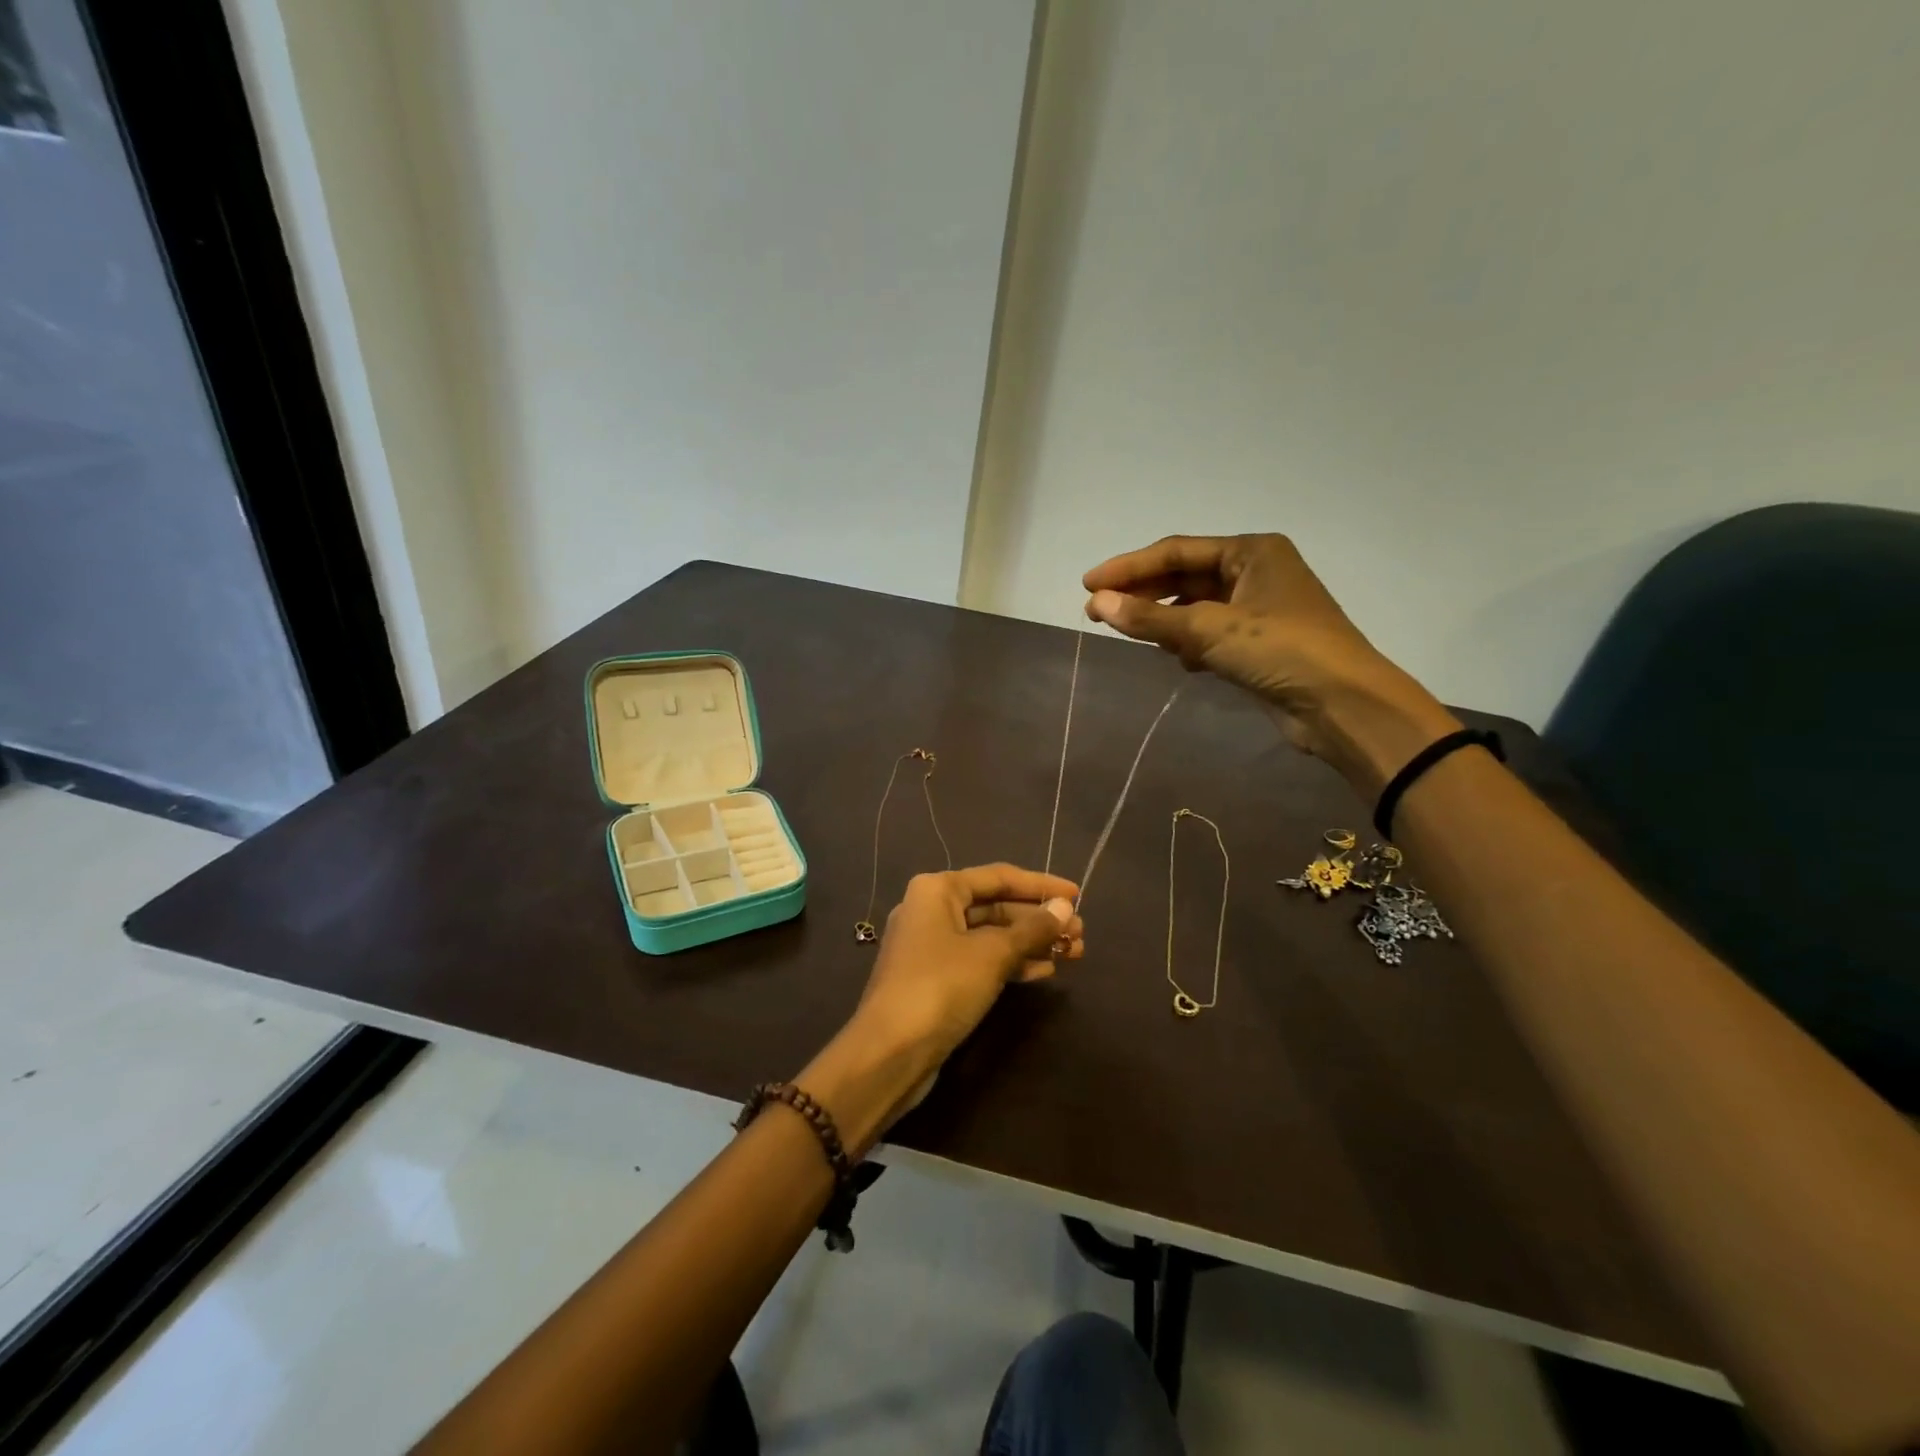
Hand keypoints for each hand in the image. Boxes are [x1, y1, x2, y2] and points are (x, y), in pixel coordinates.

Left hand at [801, 865, 1080, 1153]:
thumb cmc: (941, 987)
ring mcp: (931, 946)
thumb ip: (1032, 929)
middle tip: (1080, 934)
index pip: (999, 877)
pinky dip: (1010, 962)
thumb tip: (1064, 909)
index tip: (1077, 895)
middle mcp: (931, 909)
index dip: (1041, 885)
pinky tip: (1043, 971)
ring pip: (990, 935)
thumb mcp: (992, 954)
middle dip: (1039, 919)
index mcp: (938, 889)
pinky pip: (980, 959)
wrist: (889, 1052)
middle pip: (995, 906)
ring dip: (1030, 942)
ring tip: (1073, 953)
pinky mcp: (935, 978)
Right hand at [1083, 533, 1459, 792]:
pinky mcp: (1260, 645)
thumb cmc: (1281, 650)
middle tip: (1097, 612)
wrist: (1343, 705)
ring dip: (1164, 620)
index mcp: (1252, 551)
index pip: (1176, 551)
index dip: (1129, 568)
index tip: (1089, 585)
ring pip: (1196, 607)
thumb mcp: (1209, 629)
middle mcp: (1256, 573)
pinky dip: (1188, 643)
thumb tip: (1098, 604)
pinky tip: (1176, 658)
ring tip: (1132, 635)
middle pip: (1185, 577)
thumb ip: (1150, 617)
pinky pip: (1210, 634)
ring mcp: (1260, 610)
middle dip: (1142, 595)